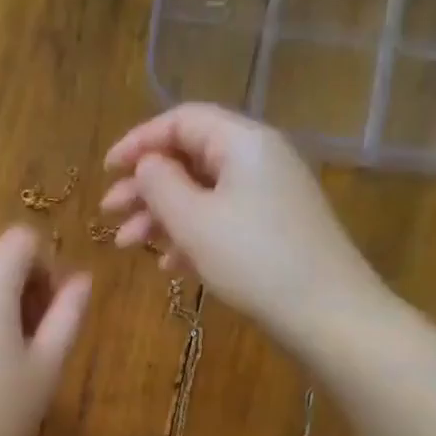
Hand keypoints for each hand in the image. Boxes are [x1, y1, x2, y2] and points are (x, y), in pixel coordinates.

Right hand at [101, 104, 376, 344]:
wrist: (328, 315)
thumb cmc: (254, 260)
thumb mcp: (194, 220)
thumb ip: (159, 184)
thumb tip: (147, 164)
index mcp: (243, 142)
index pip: (182, 121)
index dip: (138, 141)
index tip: (107, 170)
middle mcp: (259, 160)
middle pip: (190, 158)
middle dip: (145, 186)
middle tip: (109, 214)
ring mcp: (270, 196)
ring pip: (203, 193)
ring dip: (162, 216)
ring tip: (128, 246)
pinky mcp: (275, 230)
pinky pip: (223, 220)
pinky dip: (191, 236)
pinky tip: (169, 266)